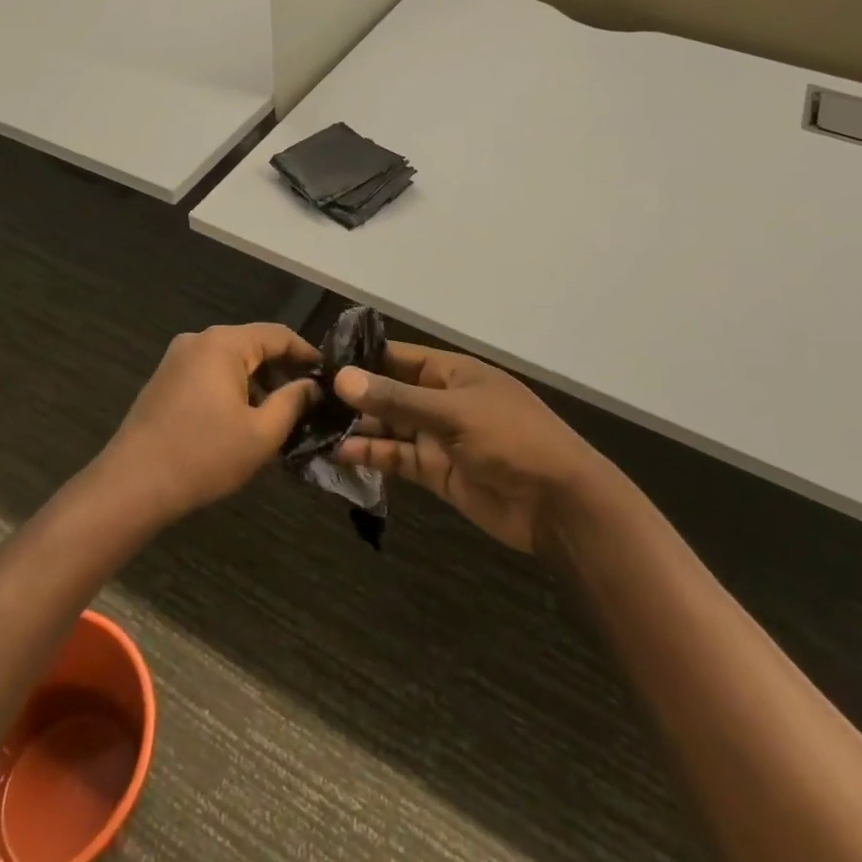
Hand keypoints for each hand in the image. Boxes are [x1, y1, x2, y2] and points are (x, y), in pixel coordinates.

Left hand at [99, 323, 321, 522]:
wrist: (131, 485)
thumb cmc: (203, 456)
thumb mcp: (261, 434)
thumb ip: (293, 402)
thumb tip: (312, 386)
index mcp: (223, 343)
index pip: (278, 334)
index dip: (307, 354)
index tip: (329, 376)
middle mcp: (198, 340)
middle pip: (253, 345)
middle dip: (282, 371)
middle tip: (307, 402)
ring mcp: (177, 359)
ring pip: (231, 361)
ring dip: (257, 383)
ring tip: (278, 416)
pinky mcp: (165, 380)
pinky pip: (210, 374)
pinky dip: (232, 389)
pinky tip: (243, 420)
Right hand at [331, 343, 607, 553]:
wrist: (558, 504)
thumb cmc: (512, 439)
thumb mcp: (453, 413)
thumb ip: (396, 399)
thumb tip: (342, 378)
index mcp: (451, 372)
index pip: (397, 357)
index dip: (361, 358)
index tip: (318, 362)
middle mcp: (440, 400)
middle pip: (388, 393)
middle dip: (353, 396)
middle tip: (304, 399)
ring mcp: (437, 437)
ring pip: (388, 428)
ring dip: (356, 428)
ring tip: (312, 427)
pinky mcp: (436, 472)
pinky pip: (397, 459)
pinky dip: (371, 456)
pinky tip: (339, 454)